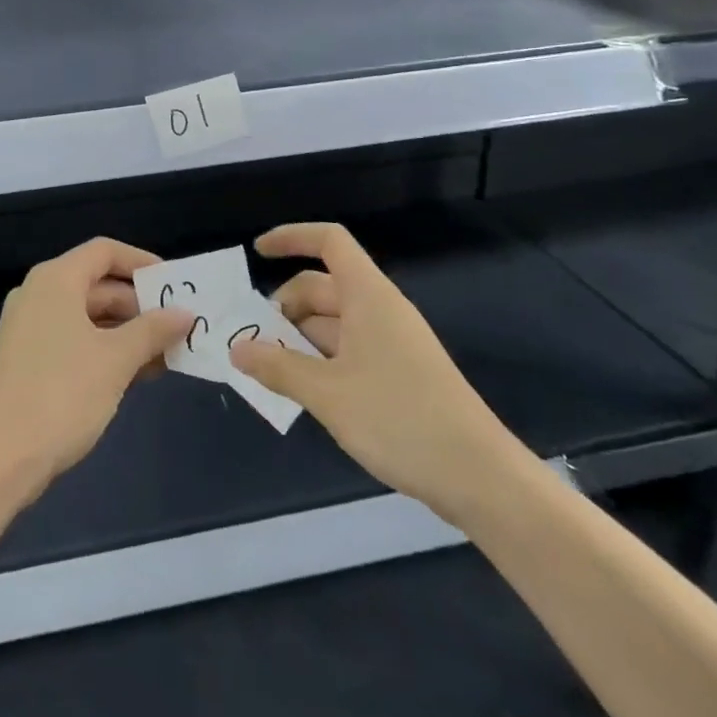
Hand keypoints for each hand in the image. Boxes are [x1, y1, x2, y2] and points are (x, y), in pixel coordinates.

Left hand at [0, 238, 192, 499]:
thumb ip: (153, 330)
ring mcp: (29, 328)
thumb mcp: (116, 360)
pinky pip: (74, 340)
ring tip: (167, 355)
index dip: (141, 262)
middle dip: (140, 305)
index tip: (174, 284)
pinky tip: (136, 375)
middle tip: (178, 328)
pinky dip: (104, 350)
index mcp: (56, 280)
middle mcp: (39, 294)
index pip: (104, 251)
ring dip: (127, 332)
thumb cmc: (62, 395)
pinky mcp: (26, 359)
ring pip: (87, 316)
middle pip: (97, 284)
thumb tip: (184, 313)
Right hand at [228, 223, 526, 522]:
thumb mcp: (327, 394)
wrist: (480, 478)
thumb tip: (236, 349)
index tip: (258, 252)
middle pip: (323, 287)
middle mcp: (380, 310)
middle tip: (252, 340)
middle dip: (284, 307)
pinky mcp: (400, 374)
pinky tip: (302, 391)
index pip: (329, 242)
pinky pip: (348, 350)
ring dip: (298, 338)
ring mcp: (392, 343)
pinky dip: (319, 360)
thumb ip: (278, 367)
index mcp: (368, 296)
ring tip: (268, 370)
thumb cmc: (400, 419)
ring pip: (333, 323)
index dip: (292, 237)